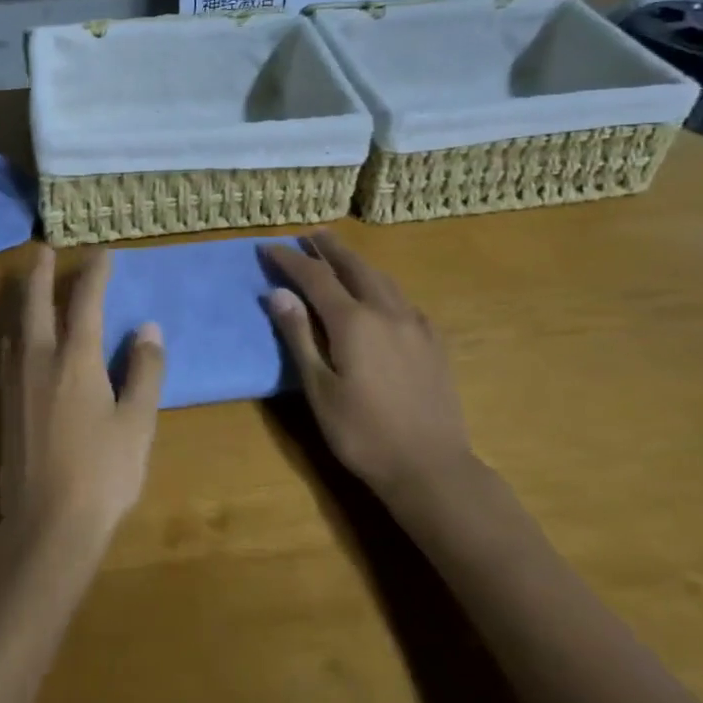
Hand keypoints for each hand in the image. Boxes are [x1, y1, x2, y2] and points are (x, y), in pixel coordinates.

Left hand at [0, 247, 165, 550]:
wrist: (47, 524)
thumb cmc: (103, 473)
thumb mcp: (137, 423)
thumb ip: (144, 371)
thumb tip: (148, 328)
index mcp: (76, 360)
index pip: (85, 302)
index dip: (95, 274)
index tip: (102, 253)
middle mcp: (40, 360)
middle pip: (37, 304)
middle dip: (42, 274)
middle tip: (44, 250)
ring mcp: (16, 382)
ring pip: (16, 325)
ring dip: (23, 298)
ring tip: (28, 283)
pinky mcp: (4, 404)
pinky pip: (6, 351)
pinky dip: (12, 330)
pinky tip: (15, 337)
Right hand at [261, 233, 470, 496]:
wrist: (432, 468)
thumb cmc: (363, 433)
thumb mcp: (319, 389)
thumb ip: (298, 337)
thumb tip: (277, 293)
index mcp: (354, 322)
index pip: (316, 277)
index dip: (290, 260)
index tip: (268, 247)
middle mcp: (387, 312)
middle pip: (354, 267)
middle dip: (329, 248)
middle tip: (309, 234)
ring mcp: (416, 325)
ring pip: (383, 279)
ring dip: (357, 262)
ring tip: (340, 254)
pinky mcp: (434, 342)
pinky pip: (404, 299)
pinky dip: (383, 285)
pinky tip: (381, 294)